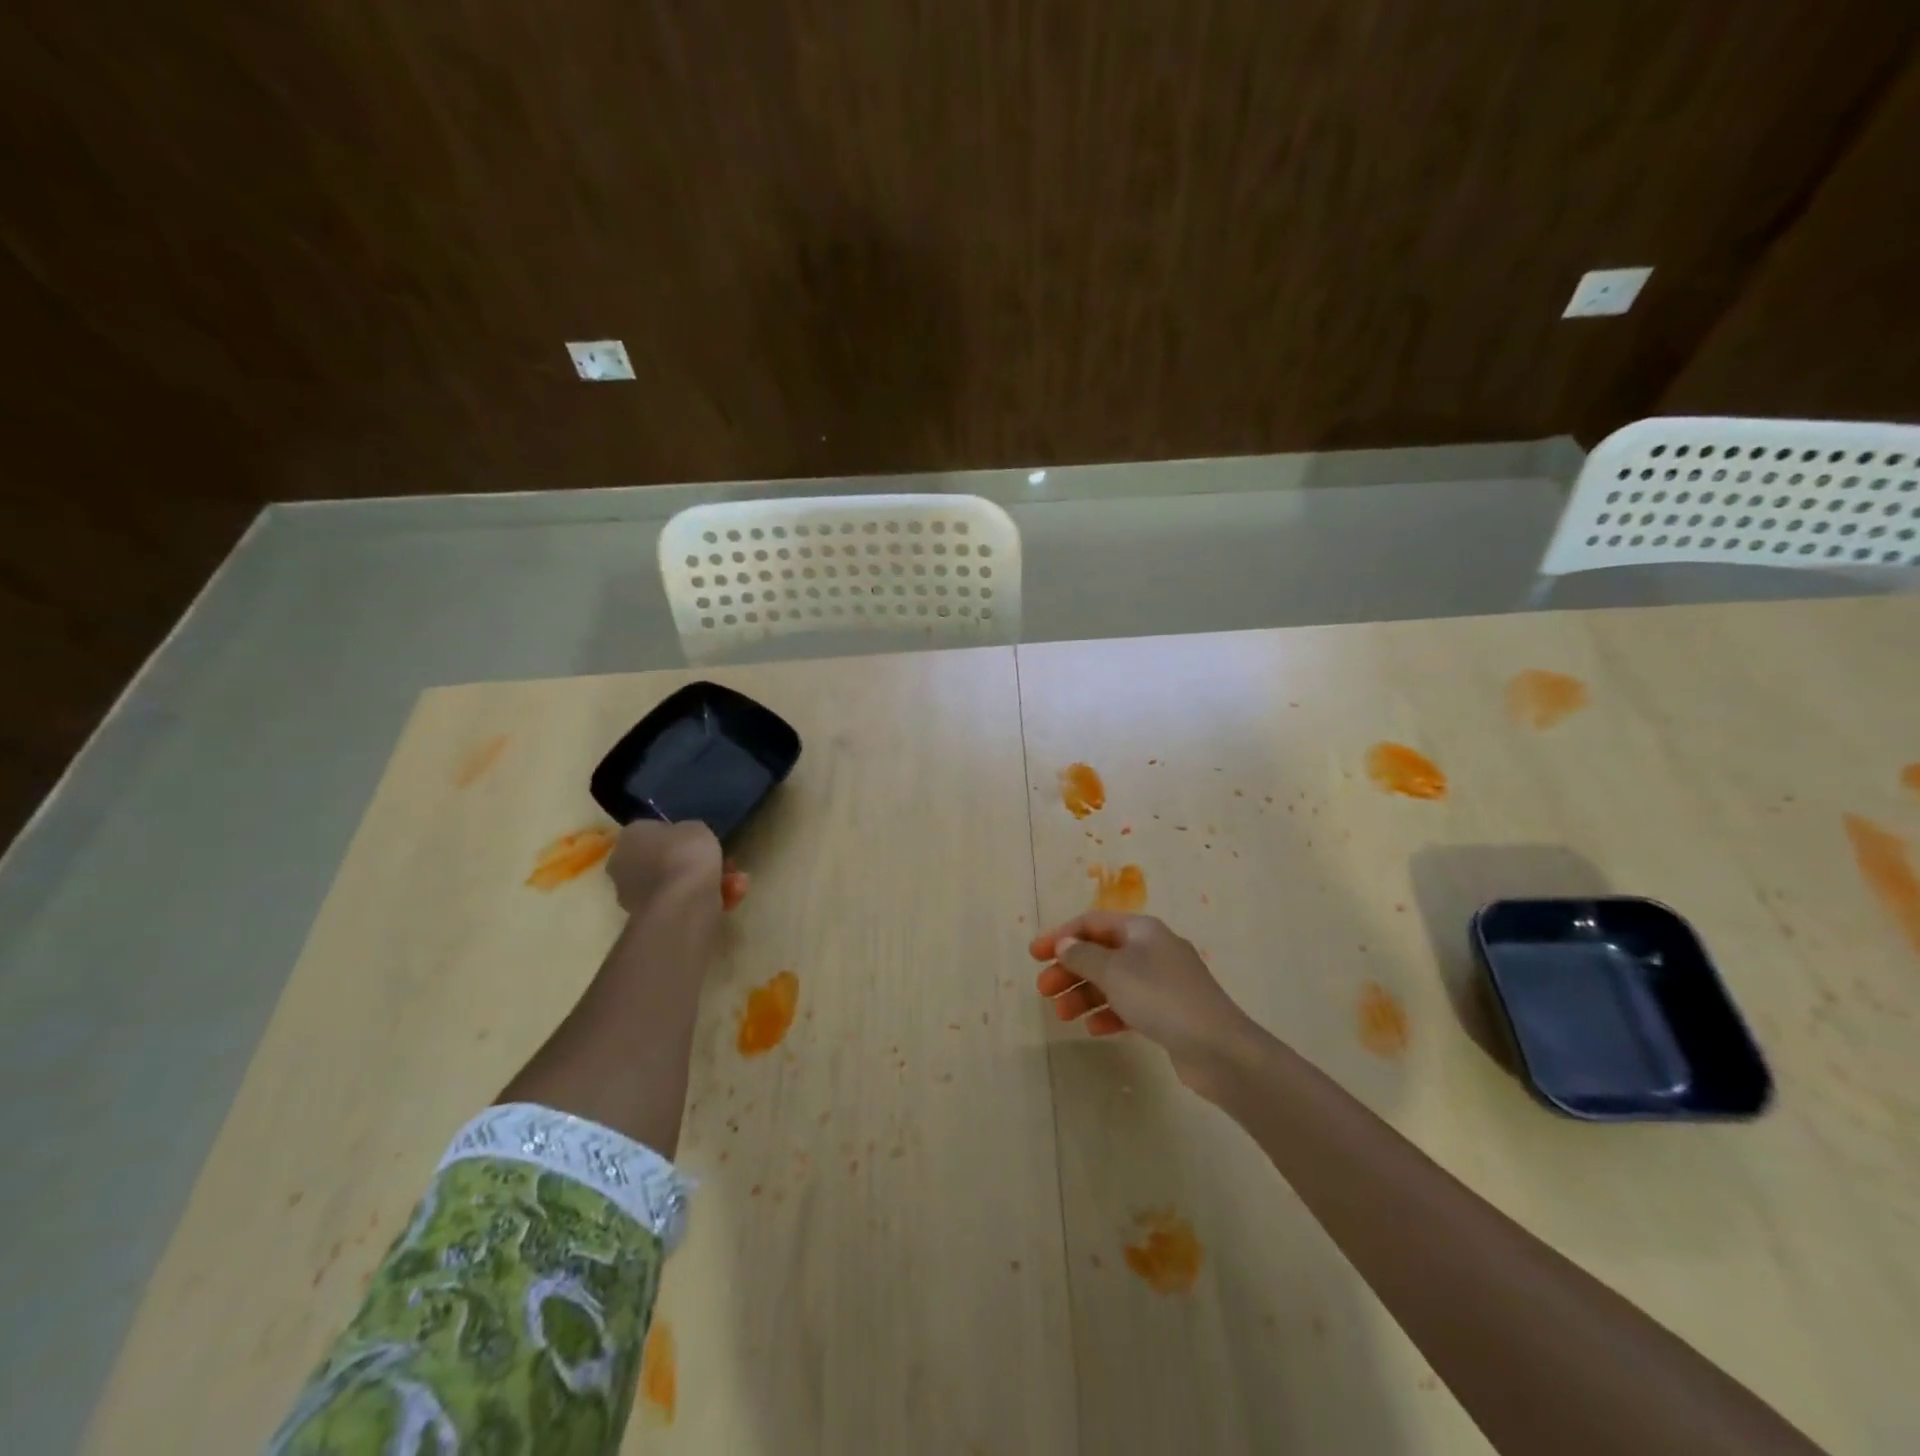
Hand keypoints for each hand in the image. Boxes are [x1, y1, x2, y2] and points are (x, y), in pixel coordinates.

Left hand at [605, 820, 750, 914]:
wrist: (683, 901)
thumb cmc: (686, 854)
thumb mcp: (697, 827)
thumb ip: (688, 832)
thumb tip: (685, 841)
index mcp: (630, 837)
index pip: (652, 831)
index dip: (679, 836)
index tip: (701, 841)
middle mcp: (624, 866)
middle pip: (664, 861)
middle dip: (695, 863)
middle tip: (725, 863)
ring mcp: (634, 895)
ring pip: (676, 884)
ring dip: (707, 883)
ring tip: (737, 883)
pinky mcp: (651, 918)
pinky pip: (681, 903)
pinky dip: (705, 900)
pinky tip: (732, 898)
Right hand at [1030, 912, 1252, 1080]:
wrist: (1218, 1047)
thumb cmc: (1160, 998)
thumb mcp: (1113, 972)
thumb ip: (1083, 956)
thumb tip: (1065, 943)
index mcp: (1141, 929)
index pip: (1092, 923)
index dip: (1060, 936)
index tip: (1034, 955)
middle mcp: (1152, 949)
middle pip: (1101, 953)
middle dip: (1070, 970)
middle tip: (1044, 991)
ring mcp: (1164, 982)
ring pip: (1114, 981)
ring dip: (1085, 995)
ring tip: (1062, 1016)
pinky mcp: (1170, 1012)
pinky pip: (1130, 1006)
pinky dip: (1110, 1013)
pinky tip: (1094, 1029)